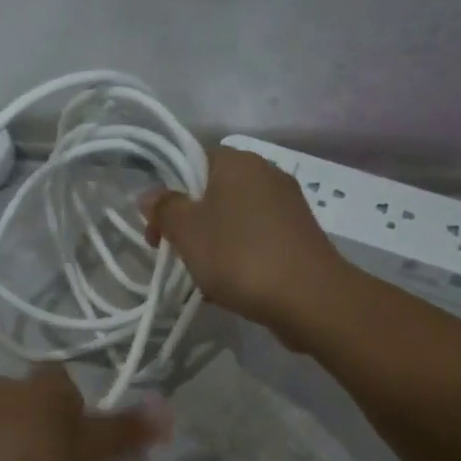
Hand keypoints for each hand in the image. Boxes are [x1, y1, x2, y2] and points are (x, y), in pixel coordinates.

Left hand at [0, 365, 169, 460]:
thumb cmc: (6, 444)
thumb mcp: (73, 448)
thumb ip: (118, 434)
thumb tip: (171, 409)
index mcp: (47, 388)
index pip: (68, 386)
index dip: (76, 406)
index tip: (75, 437)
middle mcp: (9, 383)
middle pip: (31, 396)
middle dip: (38, 420)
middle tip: (40, 456)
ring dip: (3, 431)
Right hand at [141, 145, 344, 330]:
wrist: (309, 298)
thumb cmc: (239, 256)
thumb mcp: (188, 231)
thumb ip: (165, 208)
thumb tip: (150, 194)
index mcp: (238, 162)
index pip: (193, 162)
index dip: (169, 193)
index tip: (157, 229)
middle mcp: (267, 174)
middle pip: (213, 193)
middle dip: (190, 224)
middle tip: (174, 255)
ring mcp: (287, 206)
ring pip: (234, 220)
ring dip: (213, 245)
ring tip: (202, 279)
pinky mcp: (299, 236)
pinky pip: (257, 240)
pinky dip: (240, 258)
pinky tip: (230, 287)